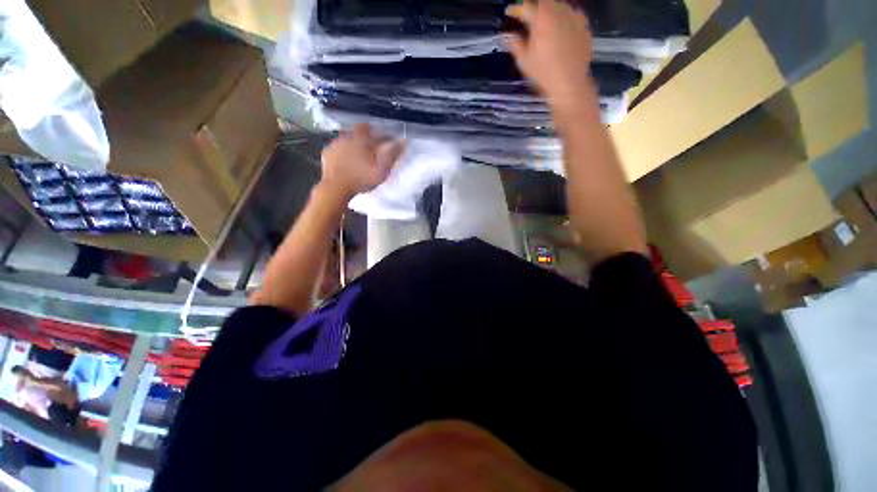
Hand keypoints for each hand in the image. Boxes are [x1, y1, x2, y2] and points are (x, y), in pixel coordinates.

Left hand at [320, 124, 404, 199]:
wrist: (336, 188)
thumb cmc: (361, 178)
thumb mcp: (381, 168)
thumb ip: (391, 153)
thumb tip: (403, 140)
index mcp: (359, 138)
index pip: (367, 127)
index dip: (374, 131)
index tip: (379, 138)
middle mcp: (345, 137)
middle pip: (356, 133)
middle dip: (363, 139)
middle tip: (370, 151)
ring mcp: (333, 145)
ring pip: (345, 141)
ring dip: (352, 146)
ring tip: (358, 159)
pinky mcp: (326, 154)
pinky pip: (337, 150)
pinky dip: (342, 154)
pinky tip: (346, 163)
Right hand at [506, 0, 594, 112]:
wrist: (569, 83)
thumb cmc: (543, 72)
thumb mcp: (524, 60)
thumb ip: (515, 44)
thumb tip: (507, 36)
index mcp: (541, 17)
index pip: (526, 7)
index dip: (516, 9)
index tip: (510, 12)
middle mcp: (559, 11)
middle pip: (544, 2)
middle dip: (535, 7)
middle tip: (528, 16)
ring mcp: (574, 17)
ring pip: (560, 6)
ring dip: (550, 10)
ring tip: (545, 20)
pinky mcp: (584, 26)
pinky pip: (574, 14)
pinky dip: (565, 17)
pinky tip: (562, 26)